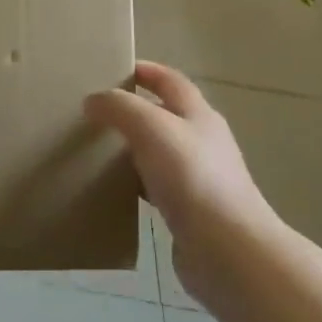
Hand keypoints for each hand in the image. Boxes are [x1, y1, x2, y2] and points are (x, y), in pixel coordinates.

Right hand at [86, 61, 280, 313]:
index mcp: (198, 114)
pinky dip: (136, 183)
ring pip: (159, 152)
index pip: (170, 80)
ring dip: (133, 148)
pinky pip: (157, 188)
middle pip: (165, 114)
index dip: (144, 70)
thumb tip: (93, 101)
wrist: (228, 251)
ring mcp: (200, 179)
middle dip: (133, 109)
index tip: (112, 70)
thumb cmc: (192, 177)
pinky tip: (115, 191)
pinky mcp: (191, 213)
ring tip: (98, 149)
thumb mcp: (150, 126)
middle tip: (97, 111)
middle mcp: (202, 141)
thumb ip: (119, 107)